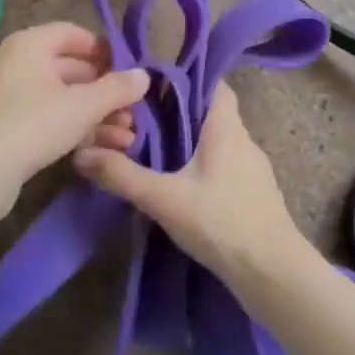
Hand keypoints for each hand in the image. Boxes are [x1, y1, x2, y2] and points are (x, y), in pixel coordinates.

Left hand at [0, 23, 148, 216]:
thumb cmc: (33, 124)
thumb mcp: (83, 106)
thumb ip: (117, 88)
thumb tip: (145, 75)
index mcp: (30, 44)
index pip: (74, 34)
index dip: (105, 50)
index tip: (131, 72)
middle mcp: (18, 64)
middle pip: (72, 69)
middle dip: (106, 92)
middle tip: (136, 112)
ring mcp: (12, 97)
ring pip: (64, 99)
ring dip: (97, 116)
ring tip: (128, 138)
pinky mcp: (10, 129)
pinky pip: (50, 120)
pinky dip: (76, 130)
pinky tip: (102, 149)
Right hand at [73, 85, 302, 285]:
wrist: (274, 274)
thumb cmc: (222, 222)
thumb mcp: (164, 198)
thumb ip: (121, 175)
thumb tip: (81, 155)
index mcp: (226, 129)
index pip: (213, 85)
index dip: (185, 80)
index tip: (151, 87)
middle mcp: (242, 142)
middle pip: (207, 114)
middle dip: (173, 115)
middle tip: (136, 122)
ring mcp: (251, 170)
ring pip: (213, 143)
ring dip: (185, 144)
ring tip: (149, 153)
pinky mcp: (251, 196)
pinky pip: (220, 168)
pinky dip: (197, 168)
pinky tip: (176, 187)